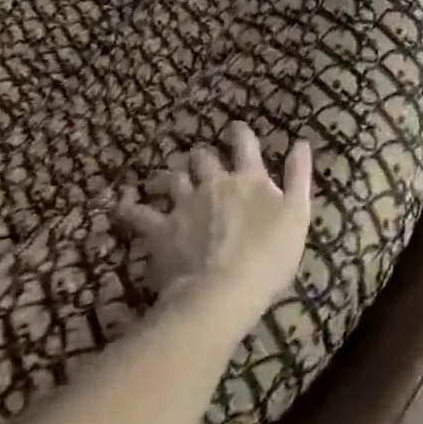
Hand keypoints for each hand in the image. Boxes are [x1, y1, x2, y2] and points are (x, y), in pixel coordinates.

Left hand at [115, 123, 313, 335]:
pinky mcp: (161, 231)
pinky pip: (138, 213)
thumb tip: (301, 142)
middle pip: (202, 157)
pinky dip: (128, 207)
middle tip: (200, 159)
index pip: (244, 144)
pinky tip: (120, 203)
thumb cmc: (268, 257)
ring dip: (172, 175)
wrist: (221, 294)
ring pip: (173, 178)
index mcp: (248, 179)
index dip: (240, 133)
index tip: (236, 129)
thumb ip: (299, 176)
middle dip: (201, 156)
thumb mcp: (297, 215)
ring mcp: (184, 205)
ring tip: (169, 178)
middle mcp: (214, 183)